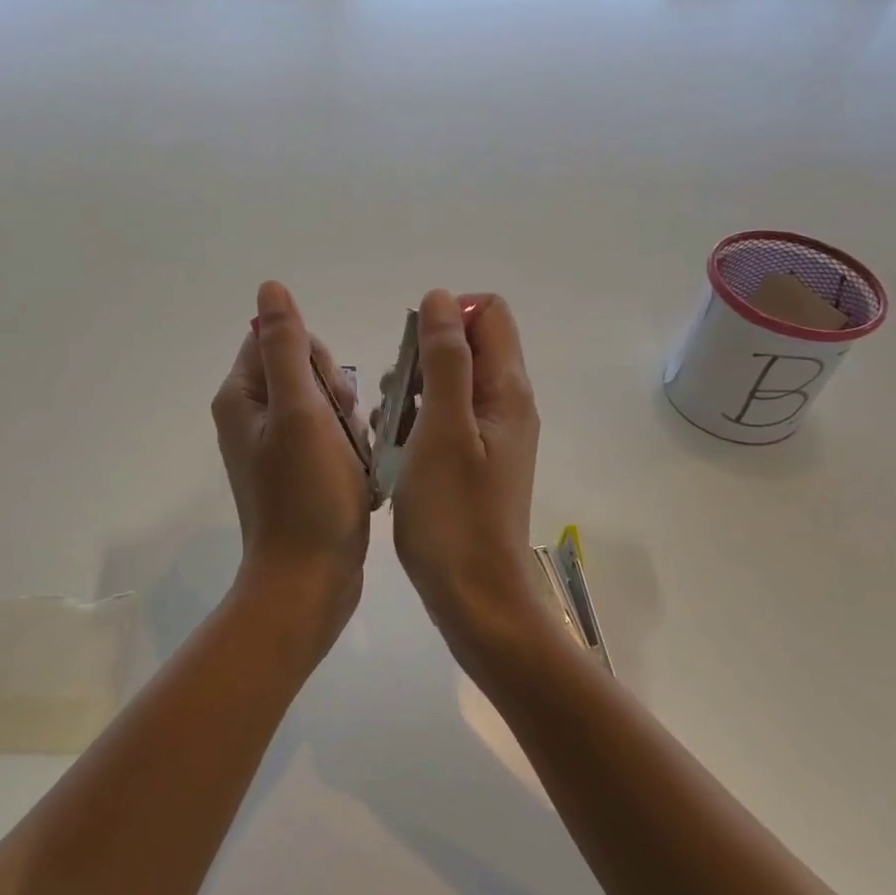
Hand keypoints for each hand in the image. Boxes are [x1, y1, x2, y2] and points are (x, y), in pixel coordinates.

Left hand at [212, 282, 371, 642]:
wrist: (310, 579)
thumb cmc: (307, 494)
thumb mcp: (300, 411)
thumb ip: (286, 346)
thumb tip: (270, 288)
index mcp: (242, 397)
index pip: (277, 340)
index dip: (314, 359)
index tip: (330, 397)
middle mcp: (250, 417)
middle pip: (302, 370)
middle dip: (334, 393)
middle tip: (344, 431)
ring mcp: (273, 447)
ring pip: (322, 404)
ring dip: (347, 421)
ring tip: (354, 457)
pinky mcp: (295, 472)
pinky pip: (327, 437)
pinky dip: (347, 447)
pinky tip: (357, 472)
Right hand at [391, 289, 546, 670]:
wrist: (474, 596)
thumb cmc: (453, 513)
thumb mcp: (443, 428)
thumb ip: (445, 359)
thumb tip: (442, 298)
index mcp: (507, 390)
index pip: (488, 313)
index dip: (446, 317)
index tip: (410, 354)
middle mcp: (507, 405)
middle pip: (467, 346)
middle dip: (422, 357)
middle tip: (395, 398)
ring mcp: (491, 436)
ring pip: (449, 383)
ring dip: (413, 391)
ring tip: (388, 426)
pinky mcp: (474, 461)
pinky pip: (444, 419)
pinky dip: (416, 422)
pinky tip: (393, 449)